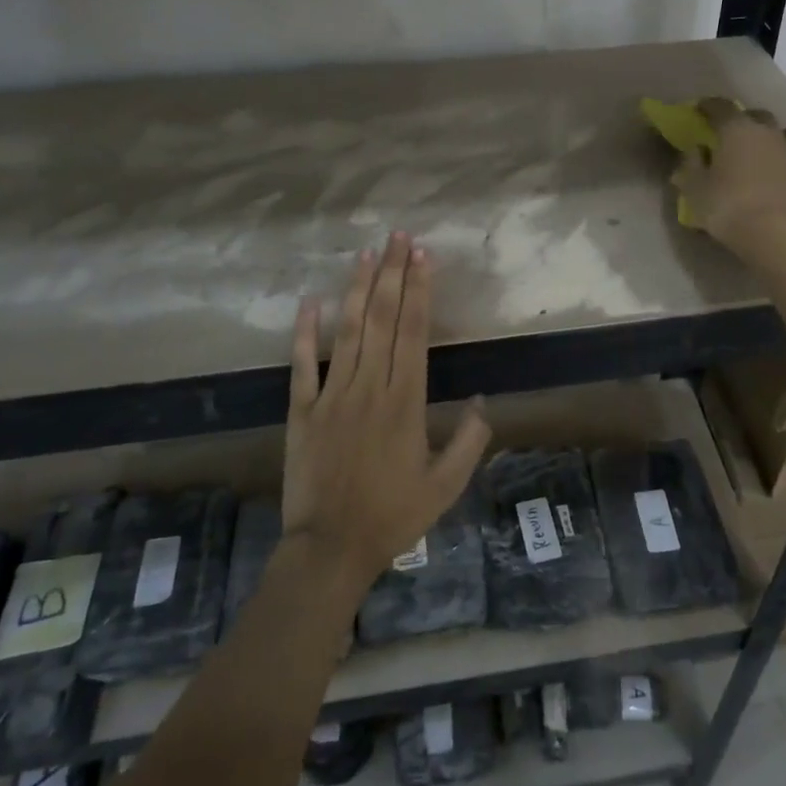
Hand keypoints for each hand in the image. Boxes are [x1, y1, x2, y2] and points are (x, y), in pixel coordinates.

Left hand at [282, 230, 491, 589]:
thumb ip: (470, 441)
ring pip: (347, 332)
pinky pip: (303, 365)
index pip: (413, 333)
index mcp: (406, 402)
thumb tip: (484, 402)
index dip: (418, 291)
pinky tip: (309, 302)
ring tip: (366, 254)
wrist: (331, 548)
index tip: (422, 257)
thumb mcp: (446, 485)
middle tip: (398, 238)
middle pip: (382, 320)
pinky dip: (305, 333)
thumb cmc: (394, 516)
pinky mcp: (302, 411)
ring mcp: (332, 396)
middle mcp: (370, 388)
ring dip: (357, 290)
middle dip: (392, 275)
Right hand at [672, 99, 785, 261]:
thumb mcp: (694, 189)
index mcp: (734, 129)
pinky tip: (784, 161)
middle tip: (731, 135)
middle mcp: (764, 130)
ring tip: (766, 145)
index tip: (700, 110)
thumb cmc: (726, 207)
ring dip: (775, 132)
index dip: (708, 106)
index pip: (720, 107)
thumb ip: (690, 165)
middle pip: (754, 114)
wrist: (773, 232)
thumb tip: (695, 150)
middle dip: (742, 120)